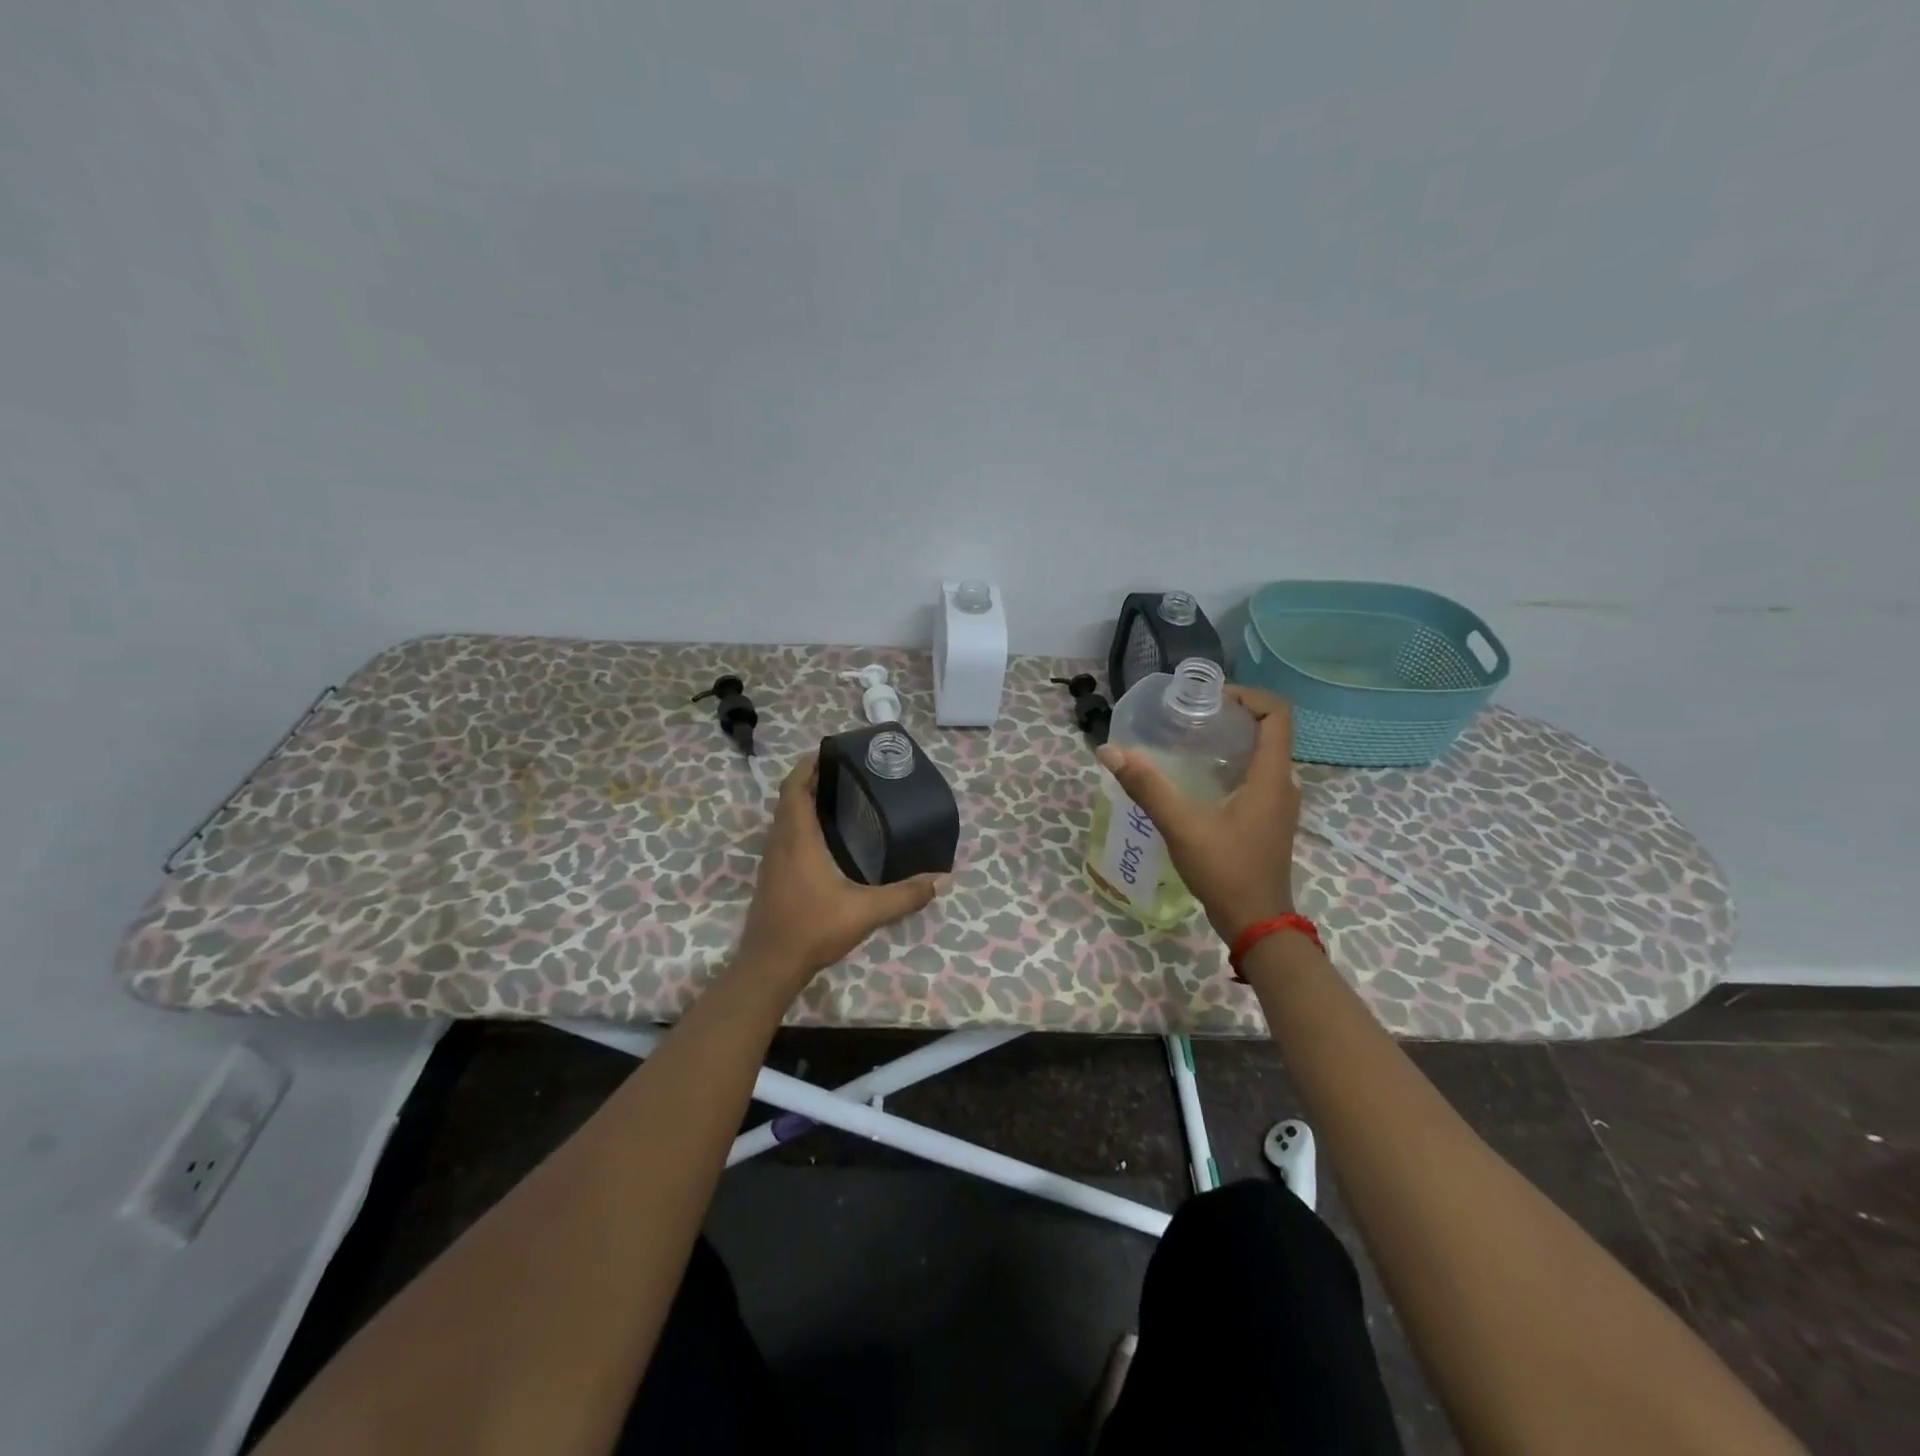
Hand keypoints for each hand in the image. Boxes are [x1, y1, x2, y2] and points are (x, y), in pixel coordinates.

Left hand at [733, 755, 944, 997]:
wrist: (770, 966)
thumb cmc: (814, 928)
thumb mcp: (866, 911)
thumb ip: (905, 895)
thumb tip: (942, 880)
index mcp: (798, 838)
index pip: (794, 787)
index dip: (808, 766)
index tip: (830, 753)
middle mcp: (780, 842)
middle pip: (789, 798)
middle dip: (812, 780)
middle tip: (846, 775)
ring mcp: (772, 860)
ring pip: (785, 818)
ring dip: (804, 802)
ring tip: (840, 800)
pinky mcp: (772, 876)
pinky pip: (784, 836)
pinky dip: (802, 824)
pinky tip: (827, 839)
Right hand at [1095, 685, 1300, 943]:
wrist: (1257, 924)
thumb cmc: (1226, 871)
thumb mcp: (1182, 827)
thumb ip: (1147, 787)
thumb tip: (1110, 752)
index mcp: (1272, 776)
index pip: (1278, 714)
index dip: (1248, 696)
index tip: (1211, 700)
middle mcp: (1283, 784)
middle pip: (1269, 731)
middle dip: (1233, 716)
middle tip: (1191, 718)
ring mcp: (1279, 805)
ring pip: (1262, 756)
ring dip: (1232, 742)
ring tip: (1190, 742)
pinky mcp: (1269, 821)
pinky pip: (1256, 777)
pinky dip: (1232, 766)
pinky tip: (1198, 780)